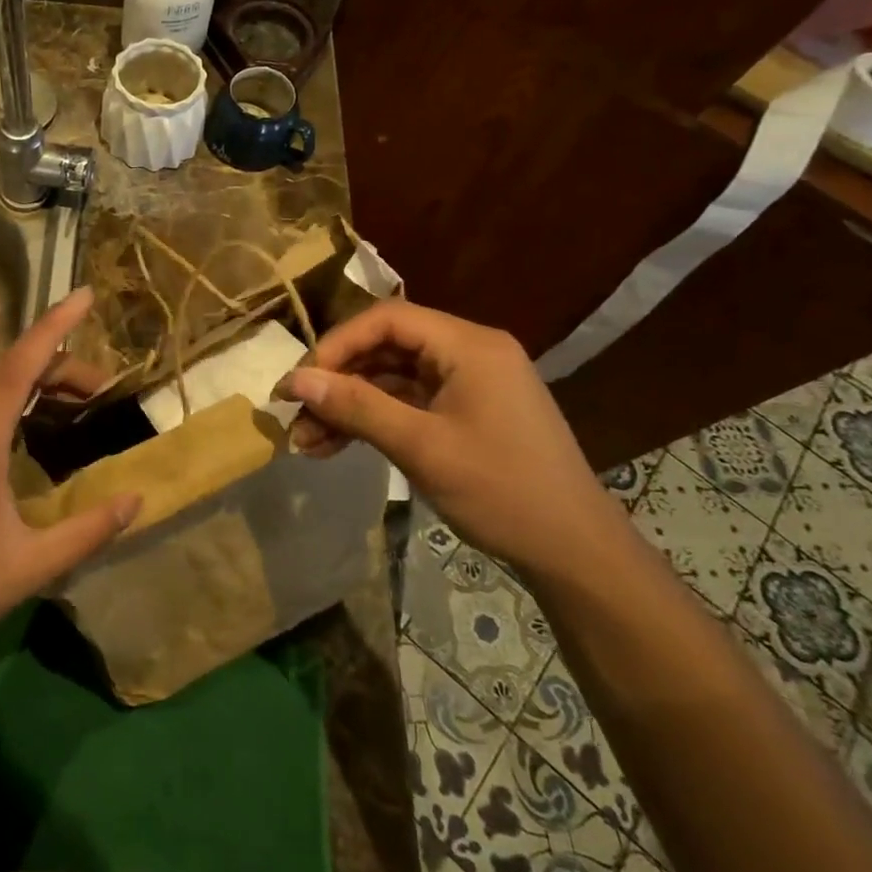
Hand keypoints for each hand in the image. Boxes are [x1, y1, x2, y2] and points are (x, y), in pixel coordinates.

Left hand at [0, 287, 138, 667]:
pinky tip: (38, 429)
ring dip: (37, 380)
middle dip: (59, 362)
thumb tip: (137, 498)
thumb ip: (88, 530)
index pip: (19, 366)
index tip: (85, 297)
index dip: (54, 327)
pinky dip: (17, 399)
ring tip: (81, 401)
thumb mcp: (31, 566)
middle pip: (8, 370)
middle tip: (106, 387)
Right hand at [276, 300, 621, 574]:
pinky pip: (408, 401)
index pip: (387, 319)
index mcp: (468, 345)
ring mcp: (469, 383)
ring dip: (349, 404)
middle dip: (337, 379)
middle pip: (386, 346)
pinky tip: (337, 445)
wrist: (575, 553)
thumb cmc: (502, 491)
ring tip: (307, 440)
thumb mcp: (421, 447)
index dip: (337, 344)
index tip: (301, 380)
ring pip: (391, 377)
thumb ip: (356, 407)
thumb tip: (295, 381)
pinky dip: (373, 419)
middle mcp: (469, 352)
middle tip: (296, 412)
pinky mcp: (466, 411)